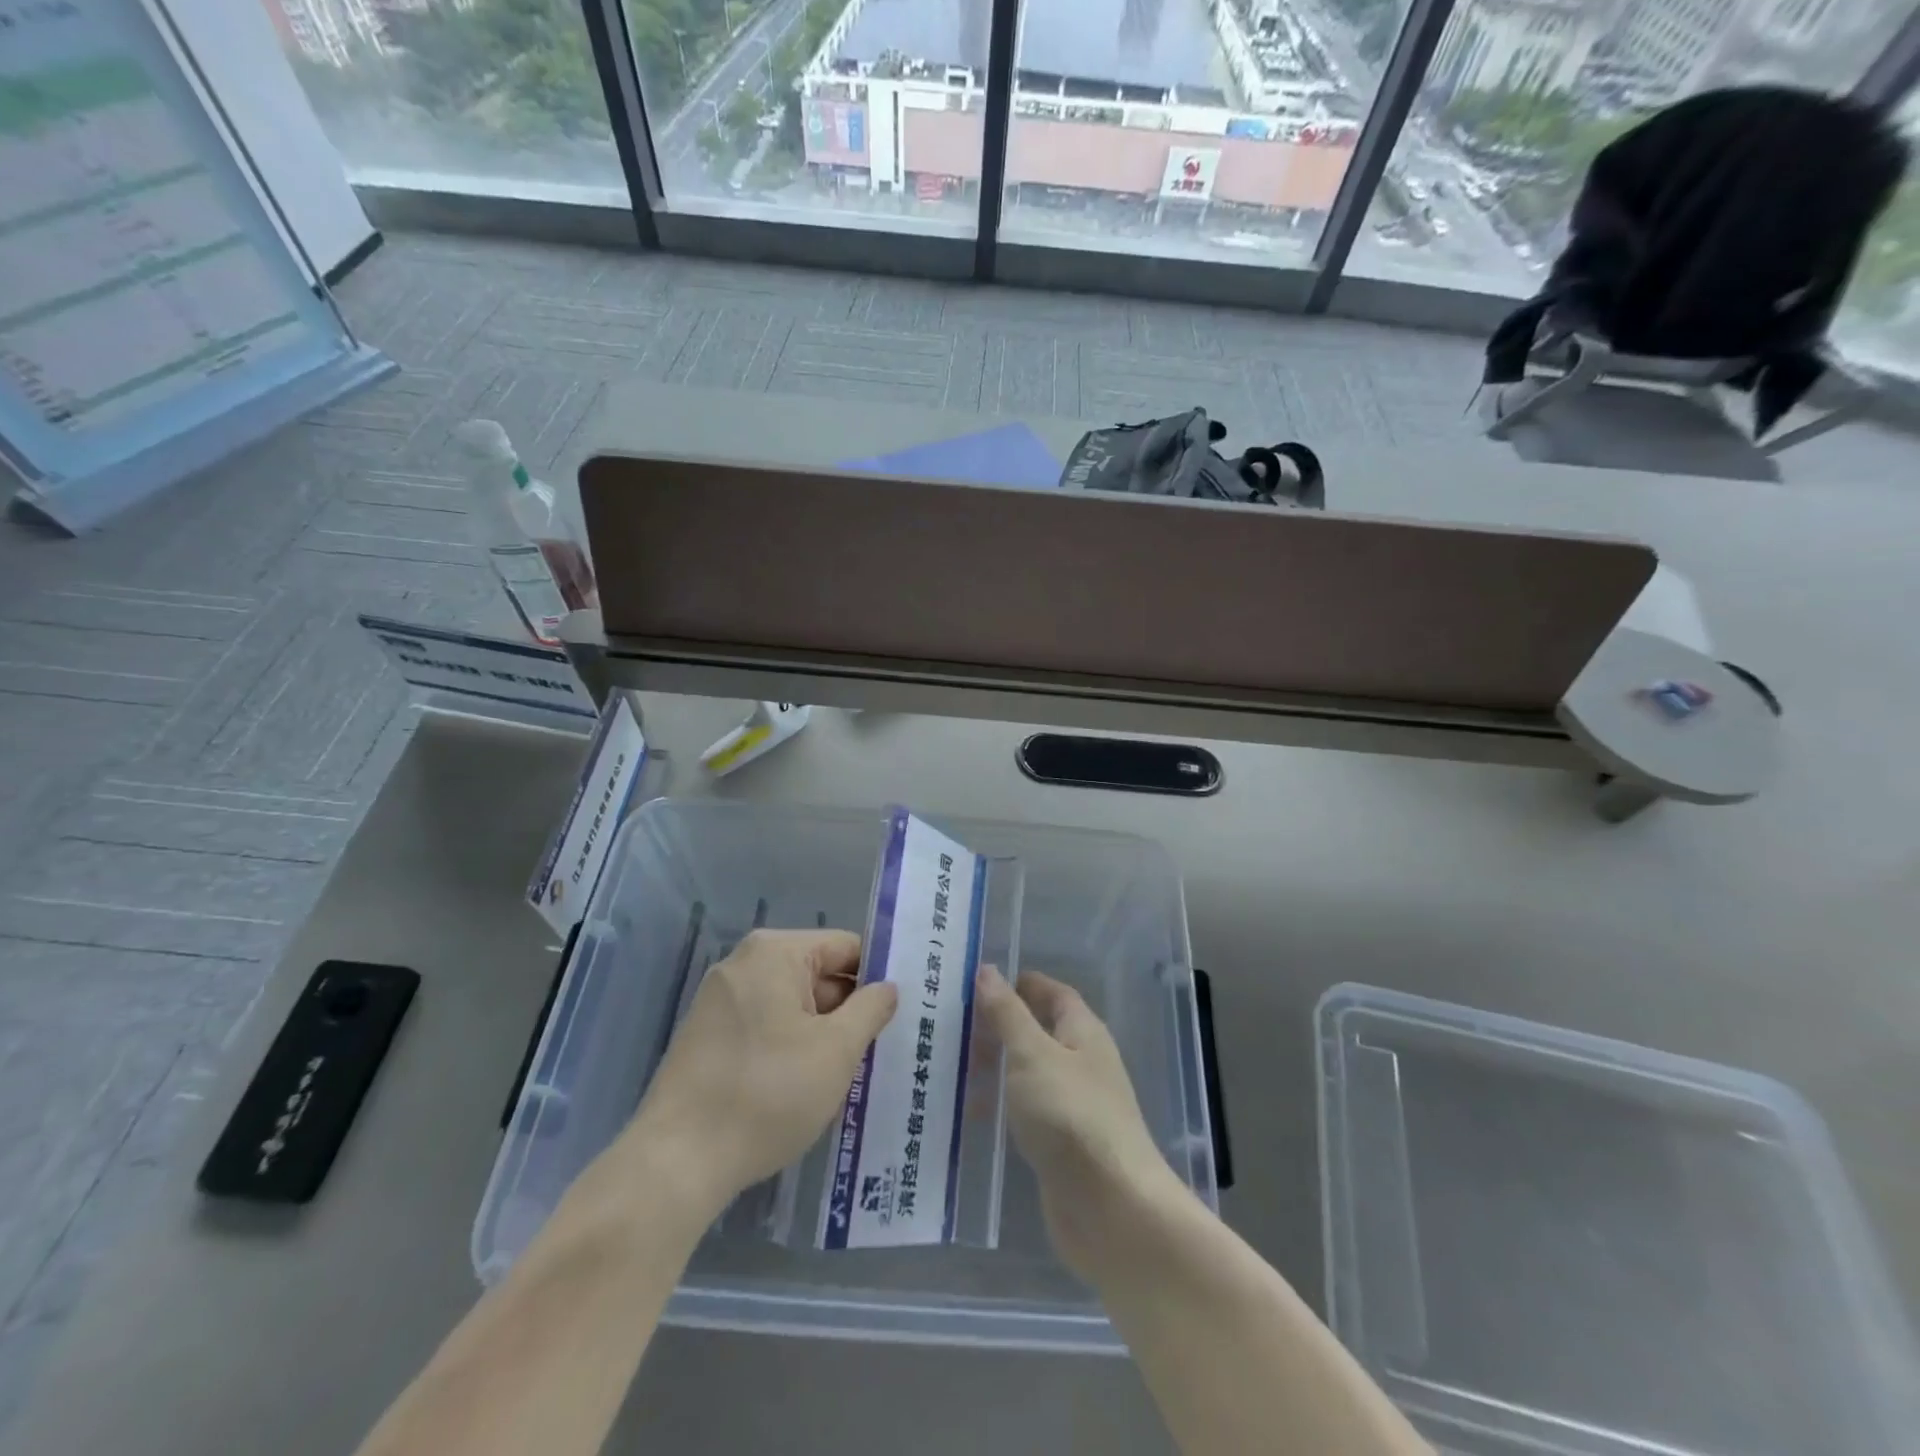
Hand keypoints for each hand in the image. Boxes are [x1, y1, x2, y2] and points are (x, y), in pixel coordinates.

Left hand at [622, 929, 896, 1213]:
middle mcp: (743, 963)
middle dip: (848, 1010)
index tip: (899, 1014)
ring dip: (820, 1033)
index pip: (846, 947)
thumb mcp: (836, 1051)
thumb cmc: (767, 1094)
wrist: (676, 1163)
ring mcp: (719, 999)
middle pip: (818, 974)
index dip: (877, 978)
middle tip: (878, 1051)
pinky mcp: (706, 1035)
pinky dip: (789, 1047)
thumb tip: (887, 988)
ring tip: (846, 1075)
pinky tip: (802, 1087)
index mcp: (775, 952)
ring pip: (792, 1004)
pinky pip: (764, 1025)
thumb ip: (871, 1009)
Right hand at [976, 965, 1186, 1280]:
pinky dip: (999, 1108)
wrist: (1112, 1209)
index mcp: (1082, 1032)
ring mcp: (1072, 1106)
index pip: (1051, 992)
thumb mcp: (1032, 1054)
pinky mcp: (1061, 1144)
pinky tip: (967, 1116)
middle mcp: (1081, 1063)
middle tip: (949, 1027)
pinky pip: (1025, 1112)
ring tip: (946, 1068)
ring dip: (993, 1068)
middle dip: (997, 1027)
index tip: (975, 982)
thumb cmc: (1071, 1116)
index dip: (1018, 984)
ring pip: (1027, 1073)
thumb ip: (1007, 1013)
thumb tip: (987, 970)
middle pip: (1037, 1032)